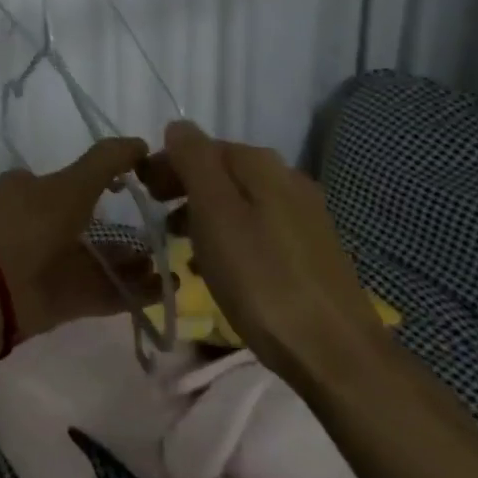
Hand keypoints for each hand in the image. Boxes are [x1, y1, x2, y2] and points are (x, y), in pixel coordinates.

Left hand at [0, 138, 158, 338]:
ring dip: (133, 262)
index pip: (74, 182)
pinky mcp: (61, 301)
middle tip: (163, 232)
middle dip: (125, 230)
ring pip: (99, 260)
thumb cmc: (28, 224)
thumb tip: (140, 143)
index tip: (140, 185)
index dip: (108, 182)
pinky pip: (102, 292)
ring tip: (171, 265)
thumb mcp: (69, 184)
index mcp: (31, 190)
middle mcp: (40, 225)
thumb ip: (106, 162)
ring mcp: (50, 265)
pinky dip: (131, 291)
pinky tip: (163, 290)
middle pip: (90, 225)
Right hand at [141, 119, 389, 382]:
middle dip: (185, 189)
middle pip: (223, 172)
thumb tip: (179, 126)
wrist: (335, 352)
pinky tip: (220, 268)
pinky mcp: (313, 250)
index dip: (167, 164)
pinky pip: (258, 229)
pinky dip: (230, 237)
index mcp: (261, 165)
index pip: (202, 146)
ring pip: (240, 202)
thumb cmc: (262, 278)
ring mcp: (305, 215)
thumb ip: (194, 162)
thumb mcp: (215, 214)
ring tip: (181, 248)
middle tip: (157, 220)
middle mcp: (288, 178)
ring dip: (205, 215)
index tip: (142, 194)